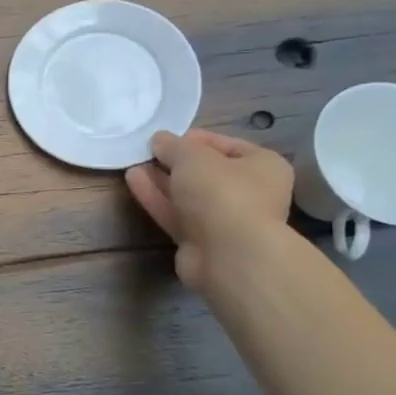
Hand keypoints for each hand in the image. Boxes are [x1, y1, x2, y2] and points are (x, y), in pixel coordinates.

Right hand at [126, 129, 293, 290]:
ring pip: (187, 195)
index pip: (227, 145)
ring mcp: (223, 220)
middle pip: (205, 172)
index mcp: (262, 167)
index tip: (167, 138)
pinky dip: (156, 198)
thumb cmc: (222, 192)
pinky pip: (175, 214)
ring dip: (161, 179)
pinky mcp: (200, 241)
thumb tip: (160, 140)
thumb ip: (173, 145)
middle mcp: (248, 193)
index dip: (195, 139)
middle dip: (175, 162)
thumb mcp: (193, 155)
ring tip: (133, 163)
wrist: (228, 255)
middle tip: (147, 152)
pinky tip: (133, 180)